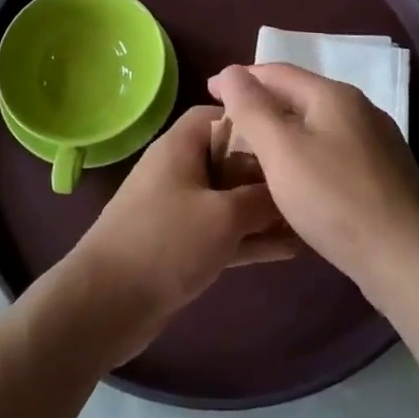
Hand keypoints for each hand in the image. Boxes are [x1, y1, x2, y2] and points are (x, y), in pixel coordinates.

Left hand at [61, 105, 297, 364]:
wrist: (107, 303)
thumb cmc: (166, 242)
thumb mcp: (223, 215)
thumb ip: (261, 198)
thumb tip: (290, 188)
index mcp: (181, 145)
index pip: (220, 114)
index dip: (254, 120)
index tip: (291, 135)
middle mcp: (180, 169)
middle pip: (230, 158)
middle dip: (268, 171)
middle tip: (310, 182)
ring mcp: (180, 208)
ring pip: (231, 199)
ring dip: (265, 210)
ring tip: (311, 219)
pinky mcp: (182, 244)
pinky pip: (224, 231)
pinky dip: (251, 237)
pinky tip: (292, 250)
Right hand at [208, 63, 418, 306]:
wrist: (408, 261)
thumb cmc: (335, 200)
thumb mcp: (281, 151)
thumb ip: (252, 108)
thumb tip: (231, 71)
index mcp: (334, 95)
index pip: (277, 72)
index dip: (240, 78)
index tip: (209, 92)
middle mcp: (360, 109)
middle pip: (299, 96)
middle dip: (262, 104)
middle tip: (227, 125)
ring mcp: (378, 142)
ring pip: (317, 125)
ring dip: (284, 131)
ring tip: (254, 151)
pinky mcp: (385, 174)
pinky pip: (334, 150)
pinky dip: (306, 153)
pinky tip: (297, 178)